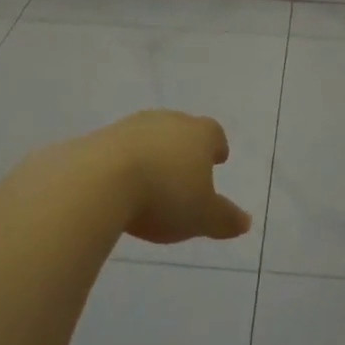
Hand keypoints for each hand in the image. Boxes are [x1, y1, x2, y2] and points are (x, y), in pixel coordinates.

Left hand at [81, 110, 252, 245]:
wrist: (99, 180)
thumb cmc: (164, 196)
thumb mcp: (202, 217)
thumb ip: (225, 219)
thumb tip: (245, 222)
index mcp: (198, 134)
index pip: (214, 133)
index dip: (217, 146)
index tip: (217, 159)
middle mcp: (168, 121)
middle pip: (182, 130)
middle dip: (185, 149)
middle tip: (186, 170)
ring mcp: (132, 126)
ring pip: (150, 136)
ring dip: (153, 153)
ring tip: (152, 180)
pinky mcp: (101, 137)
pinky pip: (120, 148)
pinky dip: (125, 162)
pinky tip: (121, 184)